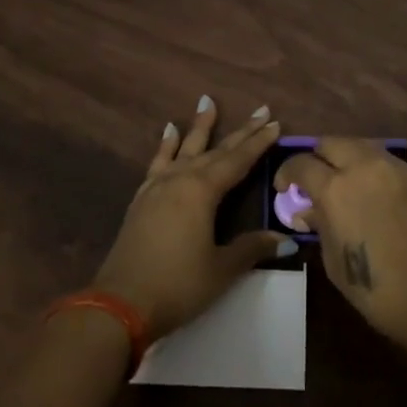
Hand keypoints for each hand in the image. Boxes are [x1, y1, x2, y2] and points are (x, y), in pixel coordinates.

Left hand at [93, 97, 291, 338]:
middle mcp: (180, 179)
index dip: (258, 143)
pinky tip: (168, 132)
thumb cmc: (178, 285)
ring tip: (206, 102)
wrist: (120, 304)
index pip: (237, 160)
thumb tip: (287, 239)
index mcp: (202, 191)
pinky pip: (158, 163)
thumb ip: (252, 248)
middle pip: (215, 150)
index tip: (275, 123)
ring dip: (198, 127)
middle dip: (240, 132)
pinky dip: (165, 146)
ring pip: (184, 149)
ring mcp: (157, 187)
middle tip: (260, 110)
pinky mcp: (141, 199)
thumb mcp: (221, 269)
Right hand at [277, 138, 406, 353]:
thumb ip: (319, 226)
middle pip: (329, 143)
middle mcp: (362, 166)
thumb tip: (307, 210)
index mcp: (336, 189)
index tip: (283, 188)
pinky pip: (379, 157)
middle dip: (315, 158)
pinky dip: (365, 164)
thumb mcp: (334, 261)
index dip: (287, 173)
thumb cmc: (378, 289)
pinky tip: (366, 188)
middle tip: (312, 181)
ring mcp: (391, 167)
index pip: (301, 164)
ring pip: (357, 144)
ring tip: (340, 182)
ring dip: (342, 156)